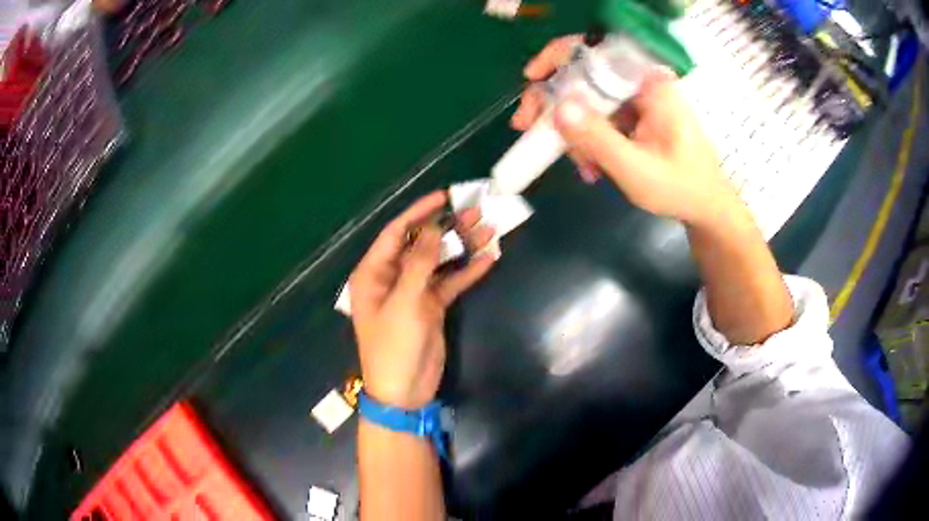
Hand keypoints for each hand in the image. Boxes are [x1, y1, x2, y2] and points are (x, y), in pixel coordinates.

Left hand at [349, 192, 496, 408]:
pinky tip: (488, 258)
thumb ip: (419, 262)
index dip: (418, 212)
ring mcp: (414, 291)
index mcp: (374, 273)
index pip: (395, 233)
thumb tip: (433, 227)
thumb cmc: (394, 345)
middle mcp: (392, 277)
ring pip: (439, 261)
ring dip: (462, 246)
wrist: (404, 391)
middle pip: (421, 243)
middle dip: (447, 227)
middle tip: (476, 211)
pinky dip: (467, 271)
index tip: (444, 196)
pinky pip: (451, 282)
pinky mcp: (432, 306)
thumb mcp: (404, 301)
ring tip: (489, 229)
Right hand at [512, 36, 737, 226]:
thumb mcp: (637, 170)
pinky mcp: (636, 115)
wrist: (706, 208)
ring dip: (574, 130)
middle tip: (529, 128)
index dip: (559, 57)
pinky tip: (592, 166)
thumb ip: (598, 139)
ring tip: (582, 166)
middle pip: (586, 75)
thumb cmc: (681, 189)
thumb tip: (556, 107)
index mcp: (651, 84)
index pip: (597, 51)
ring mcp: (639, 99)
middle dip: (556, 103)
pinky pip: (600, 117)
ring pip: (589, 99)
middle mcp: (643, 83)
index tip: (531, 79)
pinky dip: (588, 139)